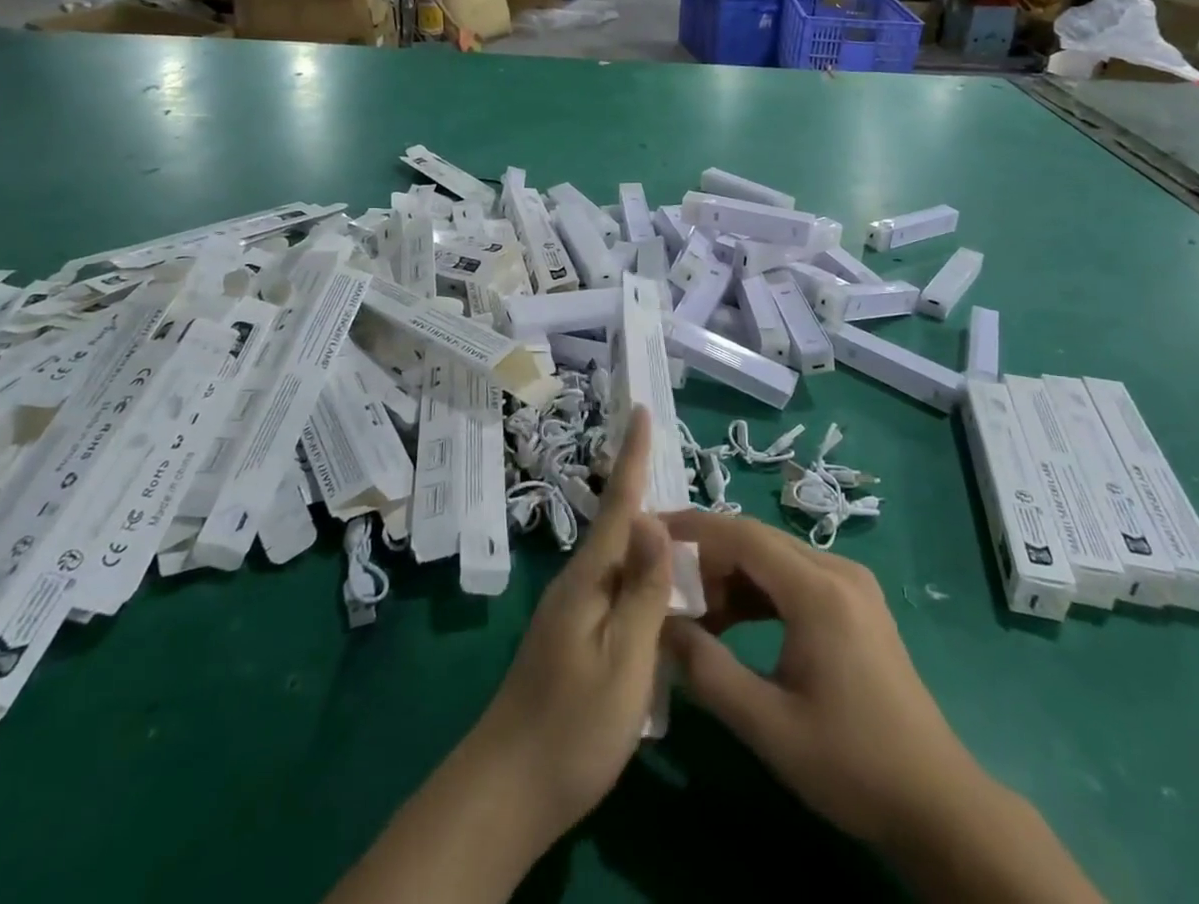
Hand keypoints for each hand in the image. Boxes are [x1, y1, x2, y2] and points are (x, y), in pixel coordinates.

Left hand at [324, 409, 672, 903]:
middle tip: (686, 476)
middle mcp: (579, 582)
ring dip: (650, 540)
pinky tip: (662, 593)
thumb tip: (655, 516)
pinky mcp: (574, 637)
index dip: (632, 454)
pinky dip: (643, 577)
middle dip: (648, 492)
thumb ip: (643, 589)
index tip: (638, 407)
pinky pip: (617, 590)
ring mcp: (572, 610)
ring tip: (689, 534)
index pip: (620, 502)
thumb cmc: (574, 725)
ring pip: (621, 560)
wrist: (508, 790)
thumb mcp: (624, 659)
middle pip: (622, 527)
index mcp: (591, 577)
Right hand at [662, 513, 1102, 902]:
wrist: (935, 802)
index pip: (743, 534)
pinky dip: (757, 592)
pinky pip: (793, 578)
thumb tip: (660, 626)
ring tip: (693, 610)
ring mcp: (850, 584)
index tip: (650, 533)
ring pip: (774, 558)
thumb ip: (707, 671)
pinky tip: (731, 623)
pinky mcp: (854, 603)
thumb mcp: (768, 725)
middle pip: (757, 540)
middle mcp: (837, 571)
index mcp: (818, 590)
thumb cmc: (851, 764)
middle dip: (707, 555)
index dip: (694, 528)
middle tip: (664, 582)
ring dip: (731, 575)